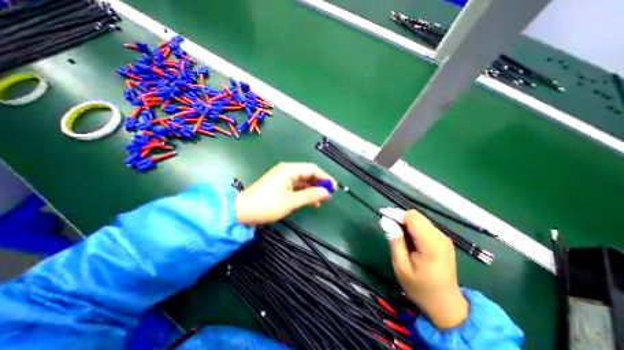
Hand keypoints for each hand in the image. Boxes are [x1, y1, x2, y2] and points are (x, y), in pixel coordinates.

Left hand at [234, 163, 336, 225]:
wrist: (241, 211)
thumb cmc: (266, 205)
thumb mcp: (290, 201)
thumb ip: (310, 196)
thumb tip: (326, 192)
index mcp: (289, 170)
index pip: (312, 169)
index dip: (324, 177)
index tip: (333, 187)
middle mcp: (287, 170)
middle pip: (308, 173)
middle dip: (319, 183)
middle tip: (328, 194)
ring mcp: (283, 177)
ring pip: (303, 180)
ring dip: (312, 188)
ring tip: (321, 199)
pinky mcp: (280, 184)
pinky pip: (297, 186)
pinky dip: (304, 192)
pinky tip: (310, 201)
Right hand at [386, 210, 468, 329]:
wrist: (445, 306)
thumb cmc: (419, 288)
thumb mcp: (401, 266)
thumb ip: (395, 241)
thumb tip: (386, 220)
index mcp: (431, 245)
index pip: (412, 217)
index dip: (396, 214)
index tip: (382, 215)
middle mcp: (440, 238)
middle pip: (416, 216)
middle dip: (400, 217)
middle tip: (388, 226)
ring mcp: (444, 238)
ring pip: (420, 219)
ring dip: (406, 222)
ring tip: (396, 234)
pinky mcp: (443, 240)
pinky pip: (424, 225)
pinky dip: (413, 227)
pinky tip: (407, 238)